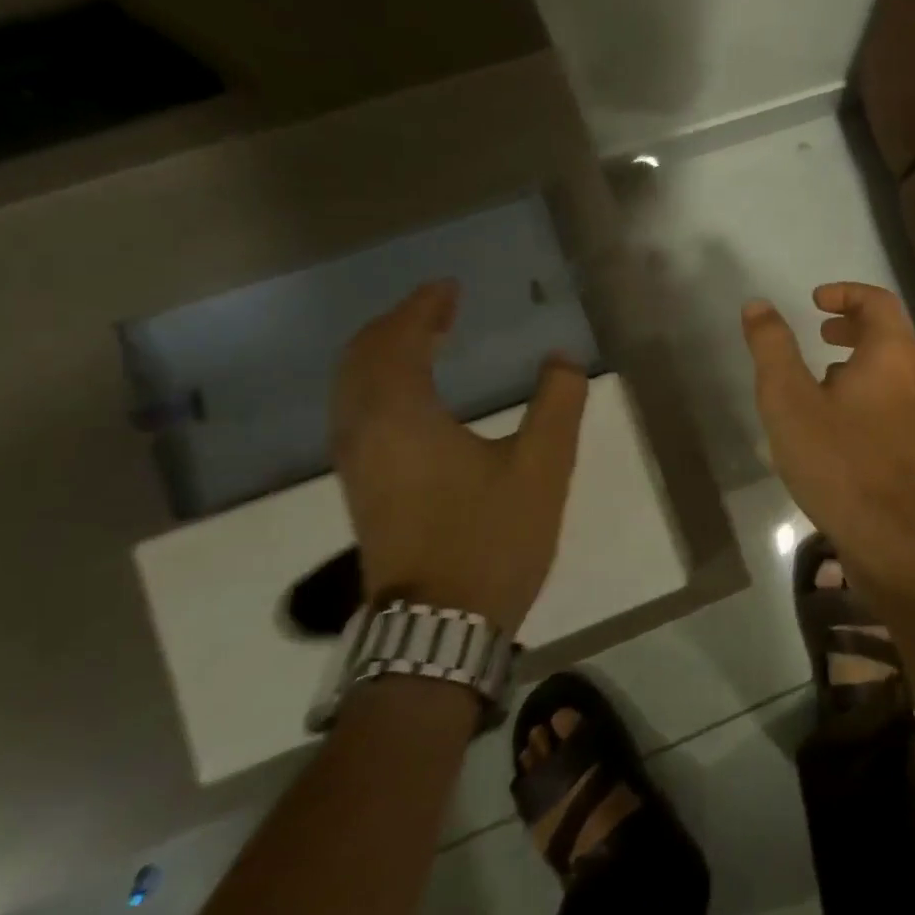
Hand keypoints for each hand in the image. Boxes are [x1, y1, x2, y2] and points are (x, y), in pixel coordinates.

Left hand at [331, 281, 587, 631]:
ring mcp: (356, 464)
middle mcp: (364, 432)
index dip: (423, 308)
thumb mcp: (544, 467)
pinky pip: (357, 413)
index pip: (399, 342)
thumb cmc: (492, 539)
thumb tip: (561, 360)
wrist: (440, 626)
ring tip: (426, 341)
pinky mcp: (362, 489)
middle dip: (398, 325)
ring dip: (384, 354)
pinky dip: (379, 384)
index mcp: (403, 418)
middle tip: (438, 308)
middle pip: (362, 359)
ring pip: (352, 388)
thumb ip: (557, 403)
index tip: (449, 288)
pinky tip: (412, 396)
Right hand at [742, 282, 914, 562]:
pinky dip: (864, 384)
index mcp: (892, 355)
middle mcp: (914, 375)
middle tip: (819, 330)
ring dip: (858, 355)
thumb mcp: (788, 399)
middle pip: (889, 330)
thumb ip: (772, 348)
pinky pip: (890, 393)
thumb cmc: (835, 459)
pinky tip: (833, 414)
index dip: (846, 293)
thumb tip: (758, 306)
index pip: (879, 301)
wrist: (885, 535)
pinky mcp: (912, 440)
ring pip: (891, 364)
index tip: (814, 301)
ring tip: (821, 370)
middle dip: (852, 322)